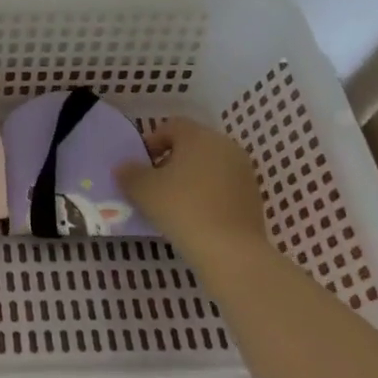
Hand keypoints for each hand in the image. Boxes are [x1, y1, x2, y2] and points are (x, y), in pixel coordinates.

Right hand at [116, 119, 269, 269]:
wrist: (231, 251)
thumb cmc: (182, 208)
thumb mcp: (142, 189)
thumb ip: (128, 173)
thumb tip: (123, 167)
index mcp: (199, 136)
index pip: (172, 126)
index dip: (152, 142)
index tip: (141, 165)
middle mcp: (226, 146)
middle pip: (192, 145)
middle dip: (171, 160)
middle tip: (154, 184)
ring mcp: (244, 172)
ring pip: (209, 166)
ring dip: (190, 178)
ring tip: (173, 203)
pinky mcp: (253, 197)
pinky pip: (223, 186)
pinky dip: (207, 194)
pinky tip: (195, 216)